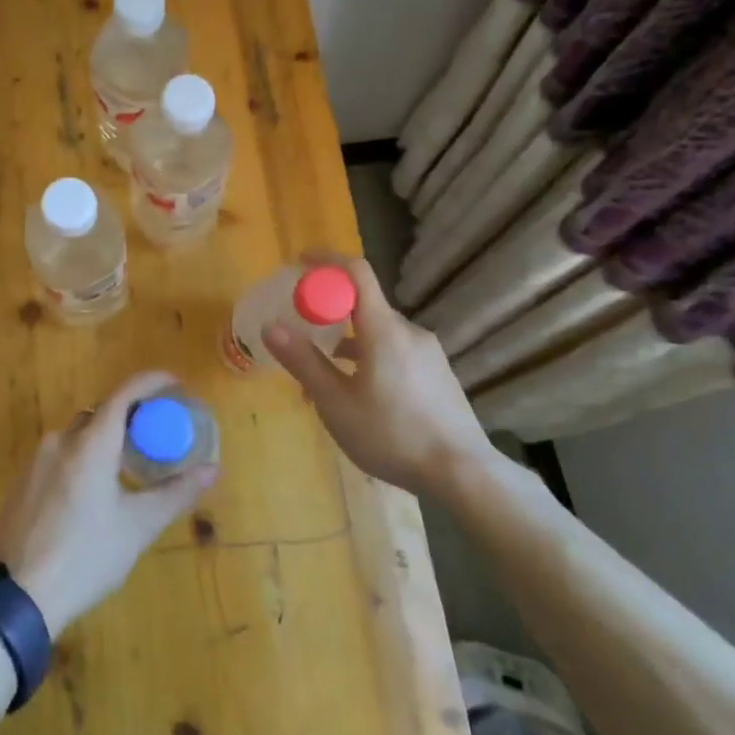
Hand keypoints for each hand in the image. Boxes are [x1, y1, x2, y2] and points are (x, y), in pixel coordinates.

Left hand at [0, 370, 218, 632]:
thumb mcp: (137, 528)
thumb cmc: (83, 557)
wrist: (12, 596)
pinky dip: (84, 458)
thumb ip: (175, 494)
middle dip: (130, 417)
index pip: (124, 394)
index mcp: (90, 444)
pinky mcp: (22, 482)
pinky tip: (94, 493)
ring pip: (79, 436)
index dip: (151, 382)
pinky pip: (61, 455)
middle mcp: (60, 440)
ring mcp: (36, 461)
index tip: (175, 384)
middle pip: (100, 414)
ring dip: (106, 441)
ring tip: (130, 467)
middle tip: (157, 435)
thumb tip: (212, 470)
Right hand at [261, 254, 489, 493]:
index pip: (356, 273)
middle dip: (329, 314)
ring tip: (322, 381)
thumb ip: (304, 361)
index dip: (326, 261)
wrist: (464, 473)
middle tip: (300, 337)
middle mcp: (409, 332)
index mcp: (384, 330)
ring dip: (347, 344)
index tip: (298, 264)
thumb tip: (270, 327)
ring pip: (378, 334)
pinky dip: (369, 359)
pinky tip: (358, 397)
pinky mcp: (437, 374)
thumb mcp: (336, 403)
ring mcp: (428, 353)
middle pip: (364, 305)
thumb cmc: (392, 435)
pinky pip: (395, 352)